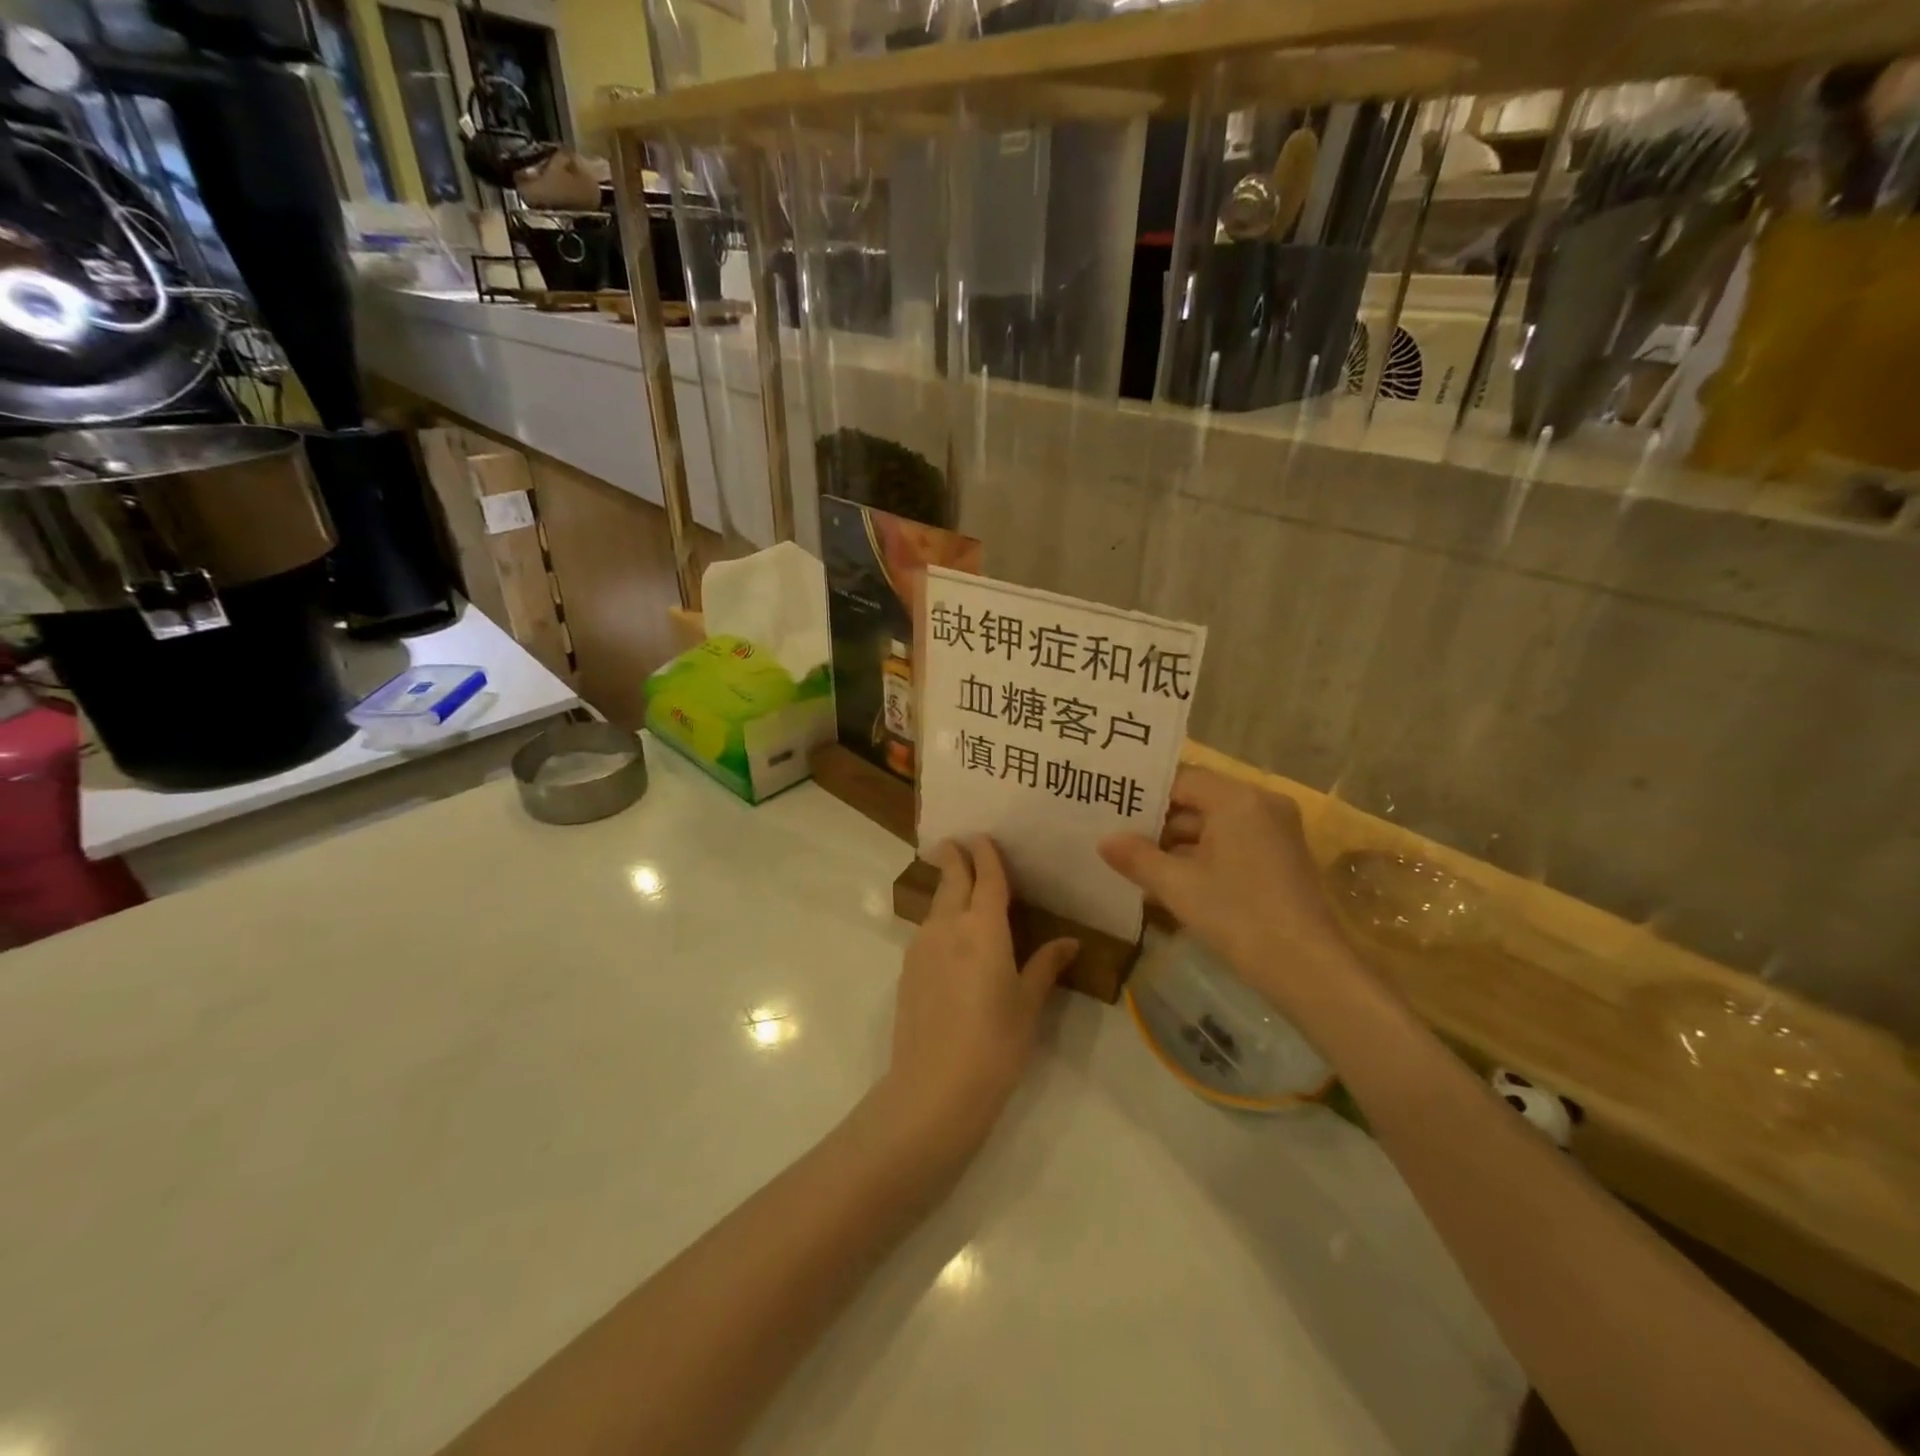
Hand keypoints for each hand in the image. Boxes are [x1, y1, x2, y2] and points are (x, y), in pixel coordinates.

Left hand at [879, 836, 1077, 1157]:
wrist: (934, 1087)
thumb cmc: (995, 1042)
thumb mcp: (1028, 1003)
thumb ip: (1045, 966)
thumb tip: (1070, 942)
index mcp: (983, 928)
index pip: (986, 878)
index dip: (986, 855)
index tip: (983, 837)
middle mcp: (948, 926)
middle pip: (952, 881)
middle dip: (956, 859)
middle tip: (958, 843)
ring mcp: (922, 946)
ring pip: (935, 905)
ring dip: (946, 889)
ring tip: (957, 884)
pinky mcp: (907, 970)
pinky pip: (926, 930)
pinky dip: (937, 918)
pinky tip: (947, 934)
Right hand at [1099, 766, 1350, 1010]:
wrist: (1309, 970)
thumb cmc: (1239, 917)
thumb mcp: (1178, 887)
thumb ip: (1137, 858)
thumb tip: (1104, 840)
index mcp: (1237, 799)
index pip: (1180, 780)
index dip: (1144, 795)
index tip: (1112, 808)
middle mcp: (1261, 803)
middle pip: (1198, 800)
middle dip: (1158, 822)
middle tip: (1117, 835)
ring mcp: (1276, 830)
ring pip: (1214, 824)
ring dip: (1178, 843)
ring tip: (1135, 861)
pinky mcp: (1282, 856)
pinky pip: (1233, 841)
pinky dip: (1204, 855)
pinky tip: (1171, 879)